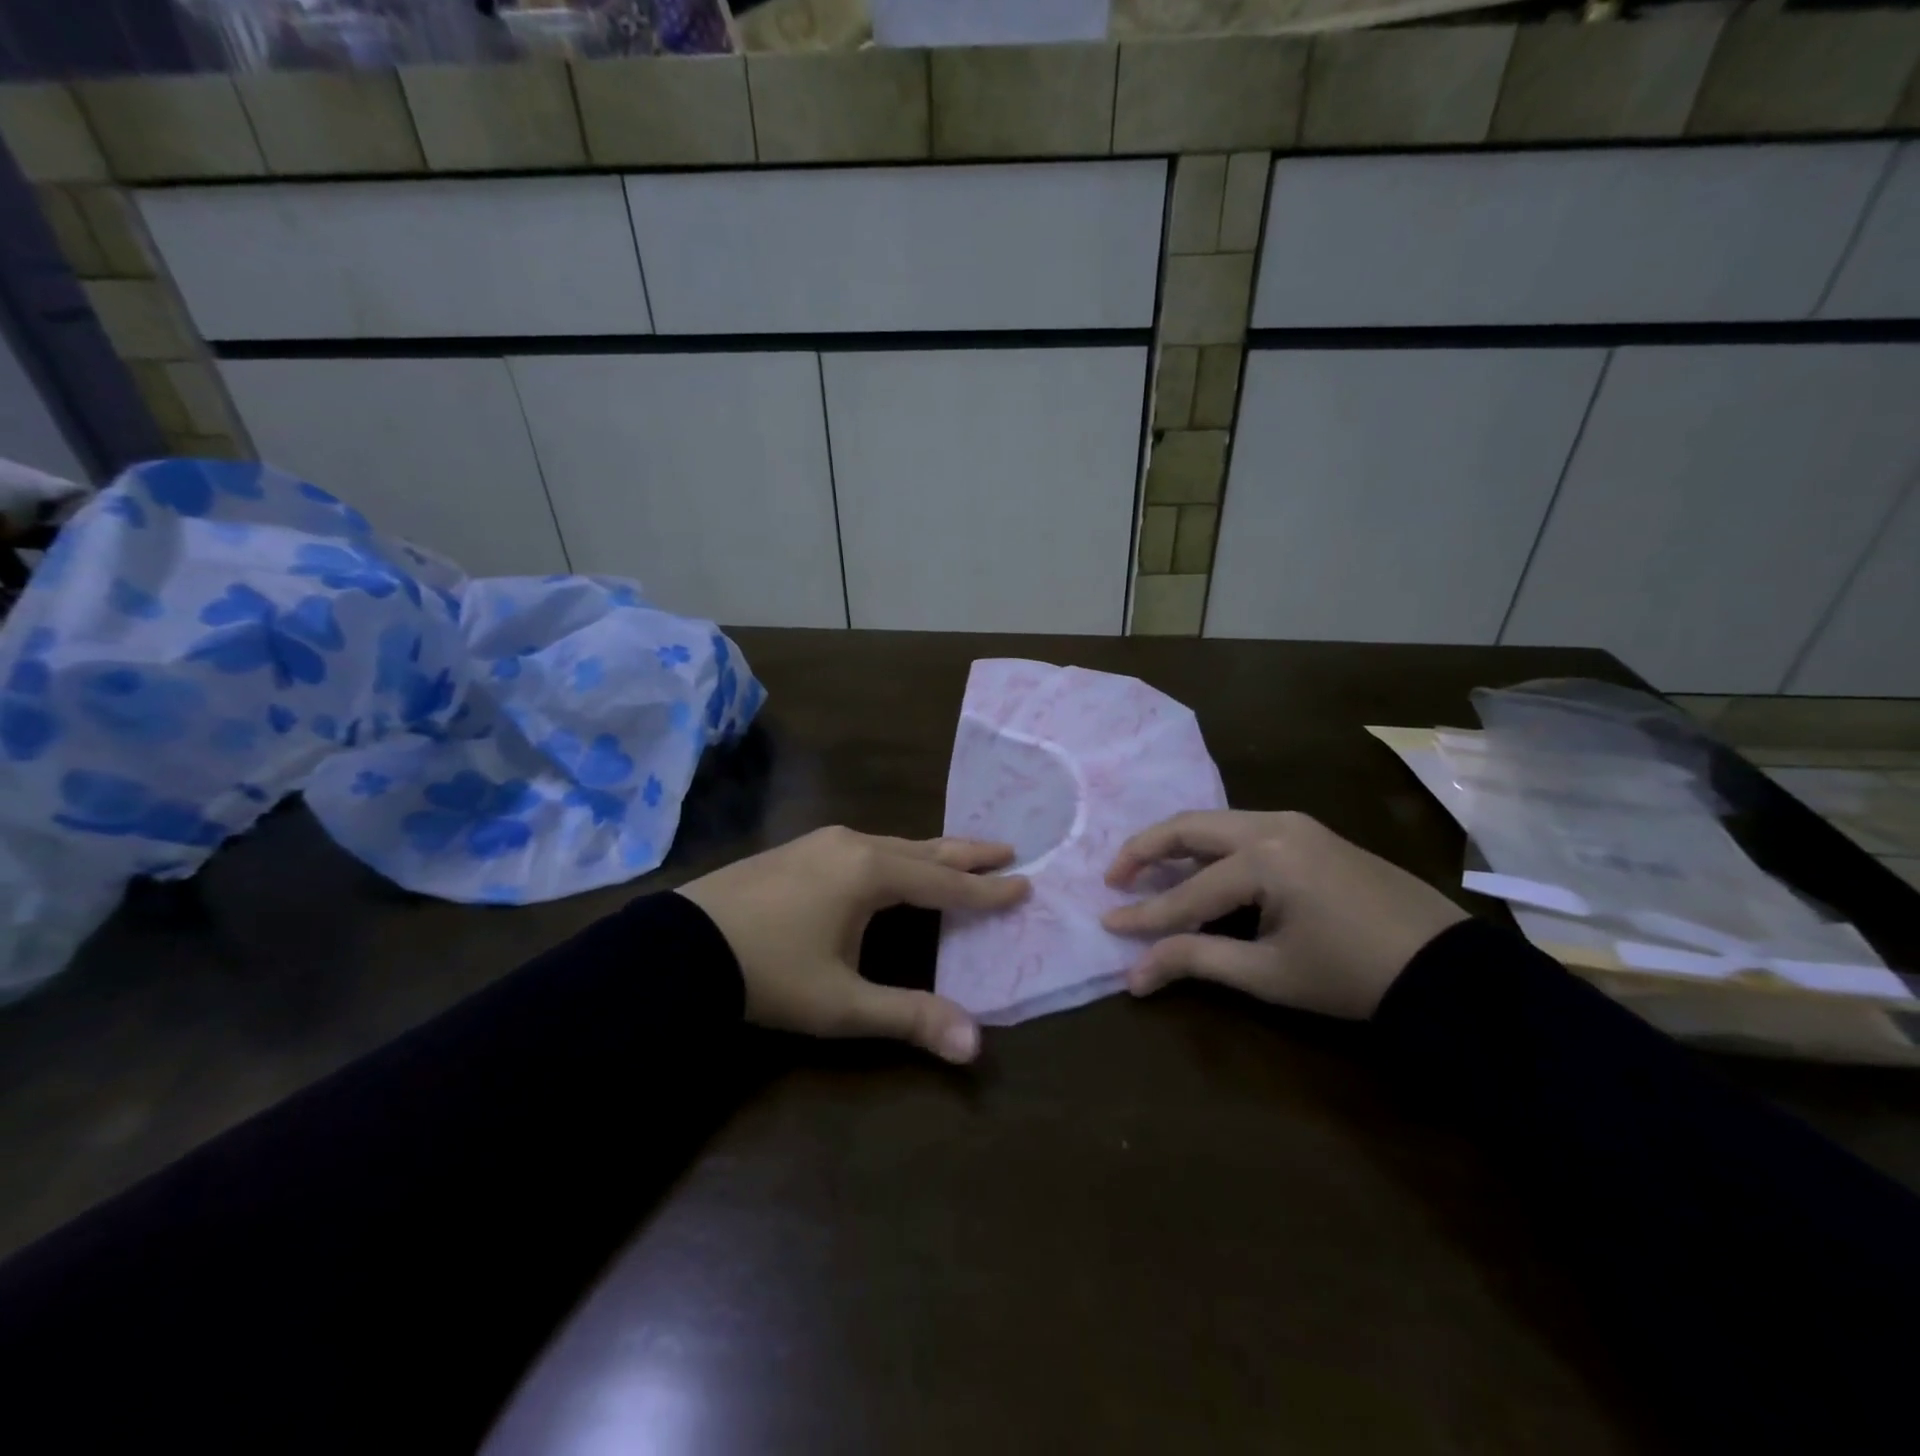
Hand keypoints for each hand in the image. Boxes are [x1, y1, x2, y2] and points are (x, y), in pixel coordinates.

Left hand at [677, 827, 1028, 1063]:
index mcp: (871, 873)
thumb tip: (975, 1046)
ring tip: (956, 857)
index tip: (1024, 883)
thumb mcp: (842, 1003)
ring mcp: (822, 841)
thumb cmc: (770, 973)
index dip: (986, 889)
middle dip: (966, 854)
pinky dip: (896, 854)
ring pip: (893, 844)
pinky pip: (865, 846)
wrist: (680, 948)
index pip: (945, 883)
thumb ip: (910, 1017)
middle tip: (1006, 849)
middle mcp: (853, 845)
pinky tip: (891, 863)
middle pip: (924, 849)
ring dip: (930, 852)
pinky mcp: (799, 848)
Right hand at [1101, 811, 1466, 1019]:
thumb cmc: (1352, 976)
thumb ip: (1196, 962)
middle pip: (1190, 828)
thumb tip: (1133, 975)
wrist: (1448, 968)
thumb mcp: (1268, 974)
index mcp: (1265, 859)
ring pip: (1216, 823)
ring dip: (1177, 844)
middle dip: (1145, 851)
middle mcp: (1274, 825)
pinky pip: (1243, 829)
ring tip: (1147, 870)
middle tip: (1114, 877)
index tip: (1106, 926)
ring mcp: (1295, 823)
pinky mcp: (1310, 831)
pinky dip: (1210, 846)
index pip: (1187, 892)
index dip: (1144, 916)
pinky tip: (1200, 868)